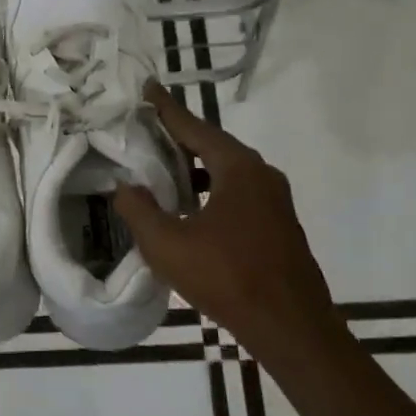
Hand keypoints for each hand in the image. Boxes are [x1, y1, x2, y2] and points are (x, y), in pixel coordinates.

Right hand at [114, 83, 334, 348]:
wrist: (291, 327)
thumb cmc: (227, 277)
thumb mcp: (167, 245)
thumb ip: (139, 210)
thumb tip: (125, 186)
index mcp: (238, 168)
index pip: (194, 127)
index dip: (167, 109)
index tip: (148, 88)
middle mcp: (261, 174)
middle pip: (214, 145)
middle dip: (180, 137)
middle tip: (149, 129)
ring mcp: (275, 200)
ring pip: (228, 171)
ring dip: (196, 167)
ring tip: (163, 171)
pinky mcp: (279, 224)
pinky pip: (239, 192)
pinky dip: (211, 188)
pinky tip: (192, 208)